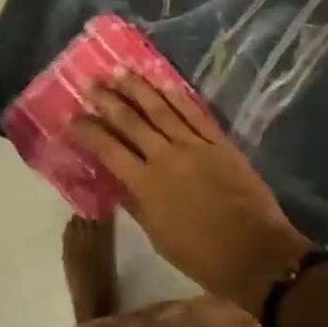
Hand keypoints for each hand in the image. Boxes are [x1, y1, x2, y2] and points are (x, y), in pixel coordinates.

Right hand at [70, 72, 310, 316]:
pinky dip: (176, 95)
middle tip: (90, 81)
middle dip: (108, 100)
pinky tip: (162, 81)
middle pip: (131, 121)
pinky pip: (193, 112)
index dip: (89, 131)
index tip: (73, 117)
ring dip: (138, 88)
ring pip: (160, 109)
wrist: (255, 252)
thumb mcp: (158, 236)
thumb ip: (137, 203)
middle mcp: (166, 157)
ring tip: (120, 70)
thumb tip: (117, 181)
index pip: (109, 150)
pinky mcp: (218, 141)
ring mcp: (194, 145)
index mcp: (146, 185)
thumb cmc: (202, 256)